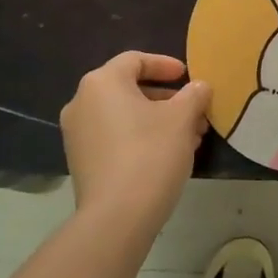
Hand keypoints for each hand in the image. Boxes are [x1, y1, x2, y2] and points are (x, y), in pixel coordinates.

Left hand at [60, 52, 211, 232]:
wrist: (117, 217)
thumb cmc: (151, 154)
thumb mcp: (182, 118)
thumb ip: (194, 95)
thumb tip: (200, 86)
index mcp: (102, 83)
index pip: (135, 60)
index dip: (165, 65)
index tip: (187, 77)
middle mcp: (82, 102)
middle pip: (129, 88)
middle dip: (166, 98)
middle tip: (194, 111)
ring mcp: (77, 135)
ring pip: (124, 115)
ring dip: (157, 120)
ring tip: (190, 136)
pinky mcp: (80, 162)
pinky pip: (114, 137)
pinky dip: (140, 137)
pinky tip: (169, 155)